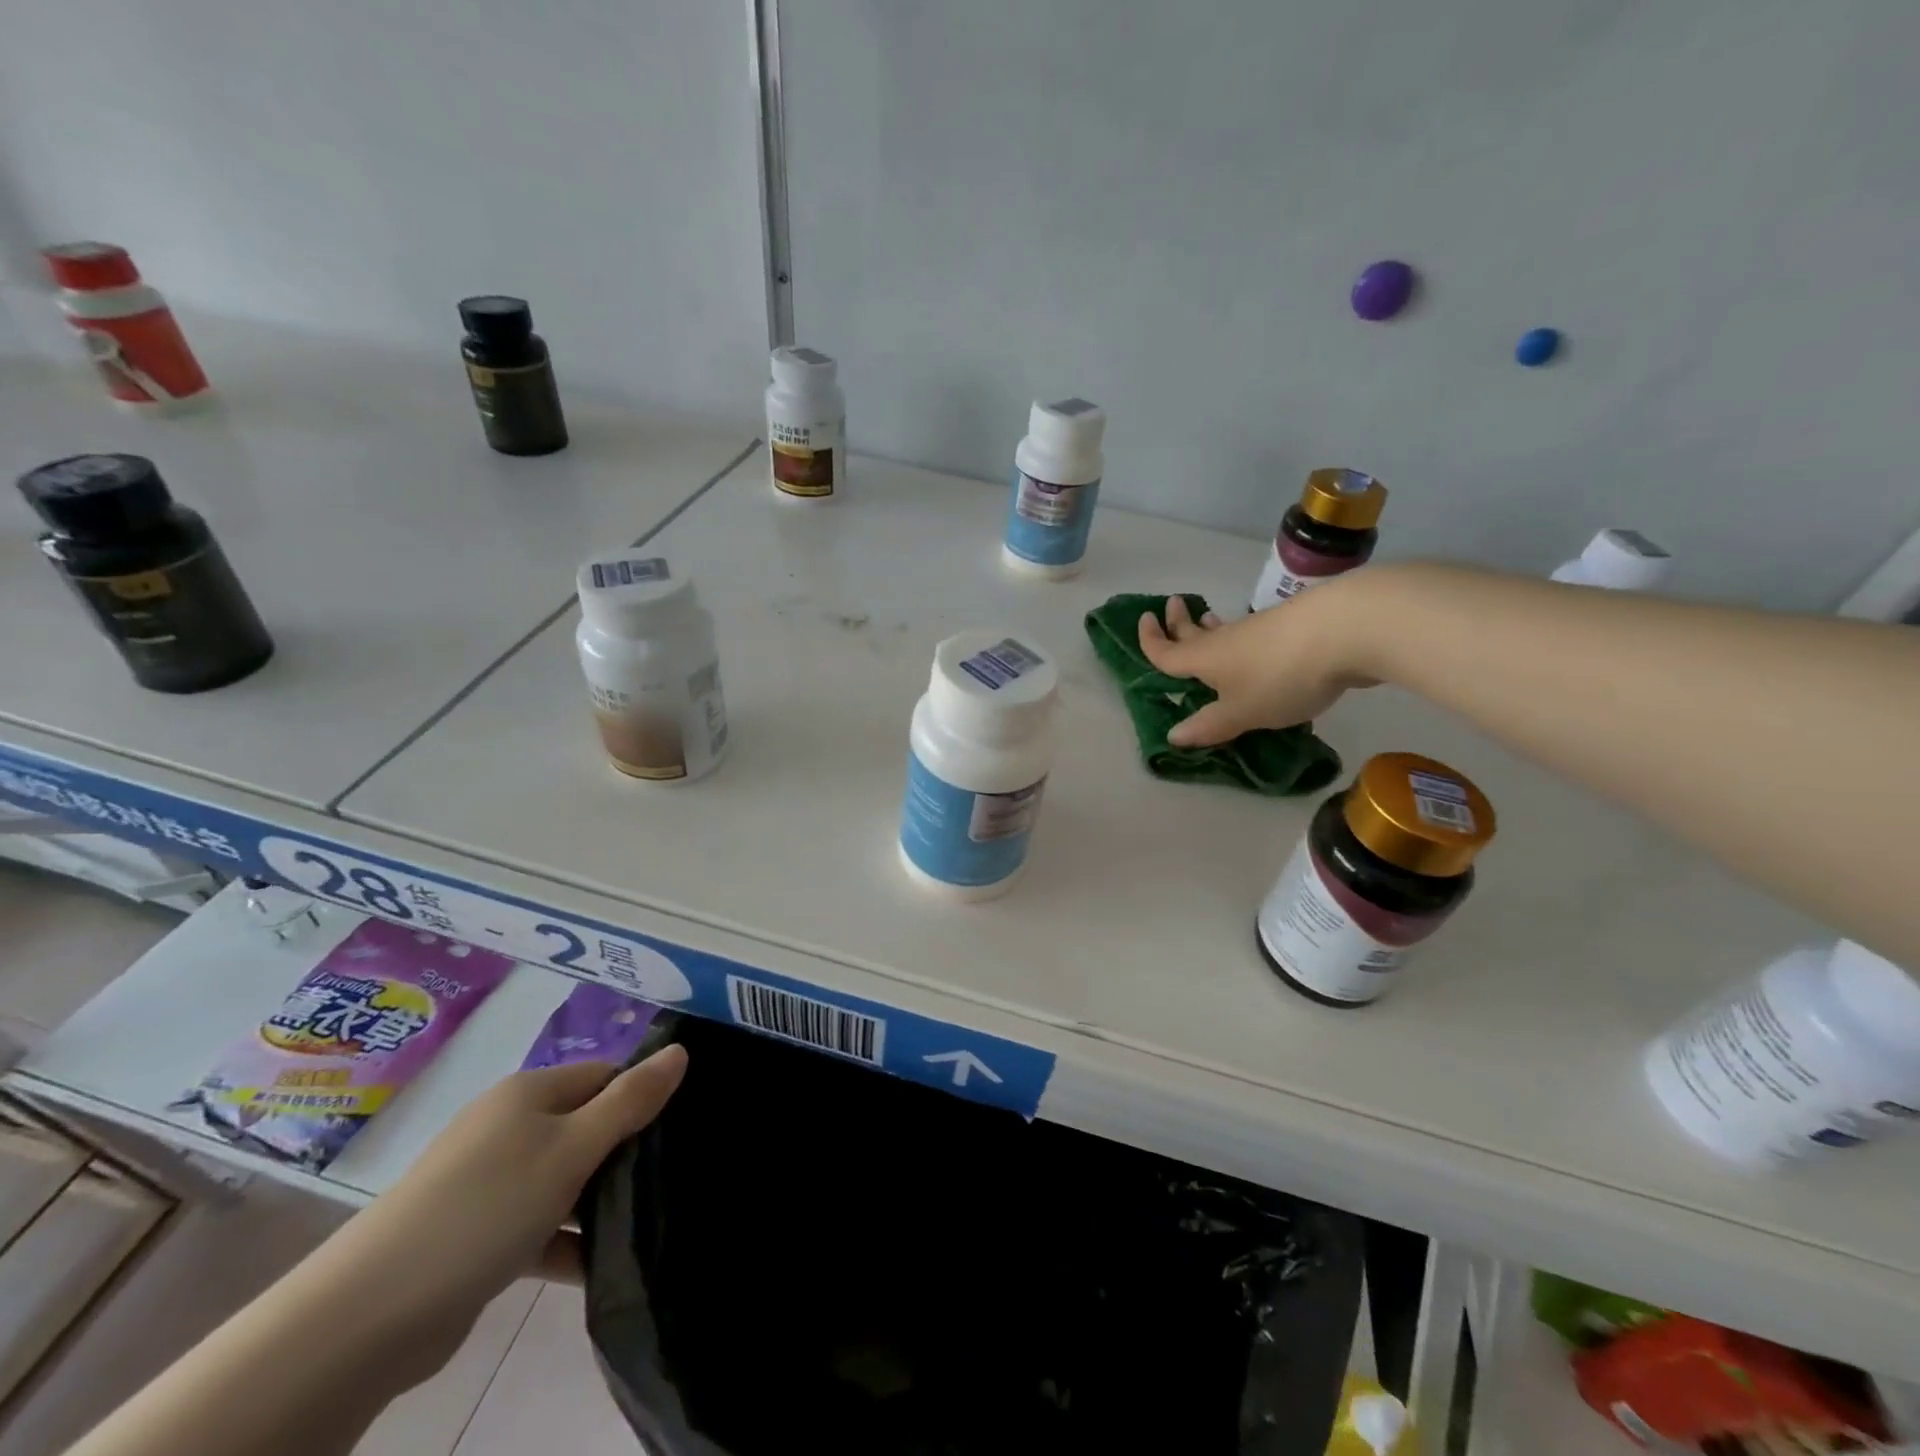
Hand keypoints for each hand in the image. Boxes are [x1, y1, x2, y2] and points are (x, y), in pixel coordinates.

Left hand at [318, 1046, 687, 1379]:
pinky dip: (563, 1239)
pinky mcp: (475, 1232)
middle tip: (668, 1176)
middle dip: (624, 1150)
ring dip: (596, 1200)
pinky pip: (536, 1222)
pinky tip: (596, 1264)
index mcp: (530, 1093)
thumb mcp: (573, 1148)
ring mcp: (487, 1180)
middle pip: (585, 1124)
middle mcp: (508, 1125)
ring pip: (562, 1177)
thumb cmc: (486, 1207)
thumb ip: (630, 1101)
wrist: (367, 1315)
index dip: (642, 1095)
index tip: (679, 1129)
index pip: (605, 1075)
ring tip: (644, 1221)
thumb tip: (680, 1050)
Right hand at [1138, 586, 1374, 745]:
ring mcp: (1261, 631)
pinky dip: (1244, 638)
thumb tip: (1173, 736)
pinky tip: (1257, 645)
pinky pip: (1254, 635)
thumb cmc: (1280, 676)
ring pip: (1226, 630)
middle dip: (1179, 623)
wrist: (1346, 629)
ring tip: (1207, 621)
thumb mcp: (1242, 712)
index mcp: (1204, 659)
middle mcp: (1226, 640)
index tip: (1142, 620)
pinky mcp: (1292, 630)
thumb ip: (1210, 725)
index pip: (1167, 651)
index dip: (1150, 640)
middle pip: (1194, 632)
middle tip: (1171, 607)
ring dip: (1212, 627)